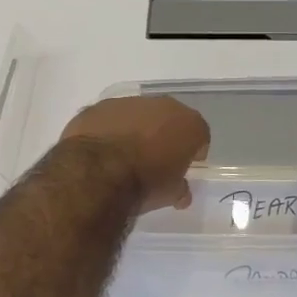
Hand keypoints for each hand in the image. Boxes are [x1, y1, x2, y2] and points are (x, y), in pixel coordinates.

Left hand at [59, 96, 210, 211]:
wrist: (97, 172)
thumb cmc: (145, 182)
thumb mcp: (170, 193)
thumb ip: (180, 187)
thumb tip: (181, 192)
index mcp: (186, 123)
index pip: (199, 134)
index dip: (194, 150)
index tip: (186, 165)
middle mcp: (161, 105)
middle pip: (168, 118)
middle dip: (165, 135)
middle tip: (156, 158)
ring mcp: (127, 102)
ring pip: (137, 114)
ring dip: (135, 130)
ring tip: (125, 154)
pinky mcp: (99, 107)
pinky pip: (110, 118)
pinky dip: (109, 130)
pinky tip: (102, 150)